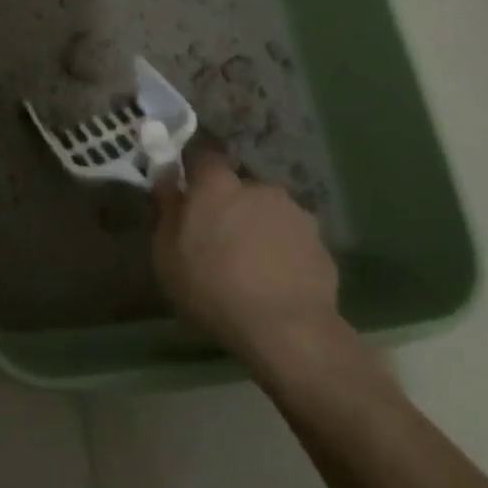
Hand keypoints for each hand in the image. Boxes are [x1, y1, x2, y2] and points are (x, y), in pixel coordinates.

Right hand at [152, 146, 342, 359]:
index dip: (195, 174)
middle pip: (239, 189)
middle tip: (220, 241)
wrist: (287, 329)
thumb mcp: (166, 255)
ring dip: (259, 229)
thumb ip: (166, 211)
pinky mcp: (321, 244)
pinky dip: (284, 253)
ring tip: (252, 268)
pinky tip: (277, 283)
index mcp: (217, 186)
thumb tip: (166, 180)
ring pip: (269, 213)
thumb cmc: (212, 288)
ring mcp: (295, 214)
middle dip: (230, 207)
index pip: (203, 158)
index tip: (188, 196)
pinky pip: (293, 241)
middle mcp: (258, 188)